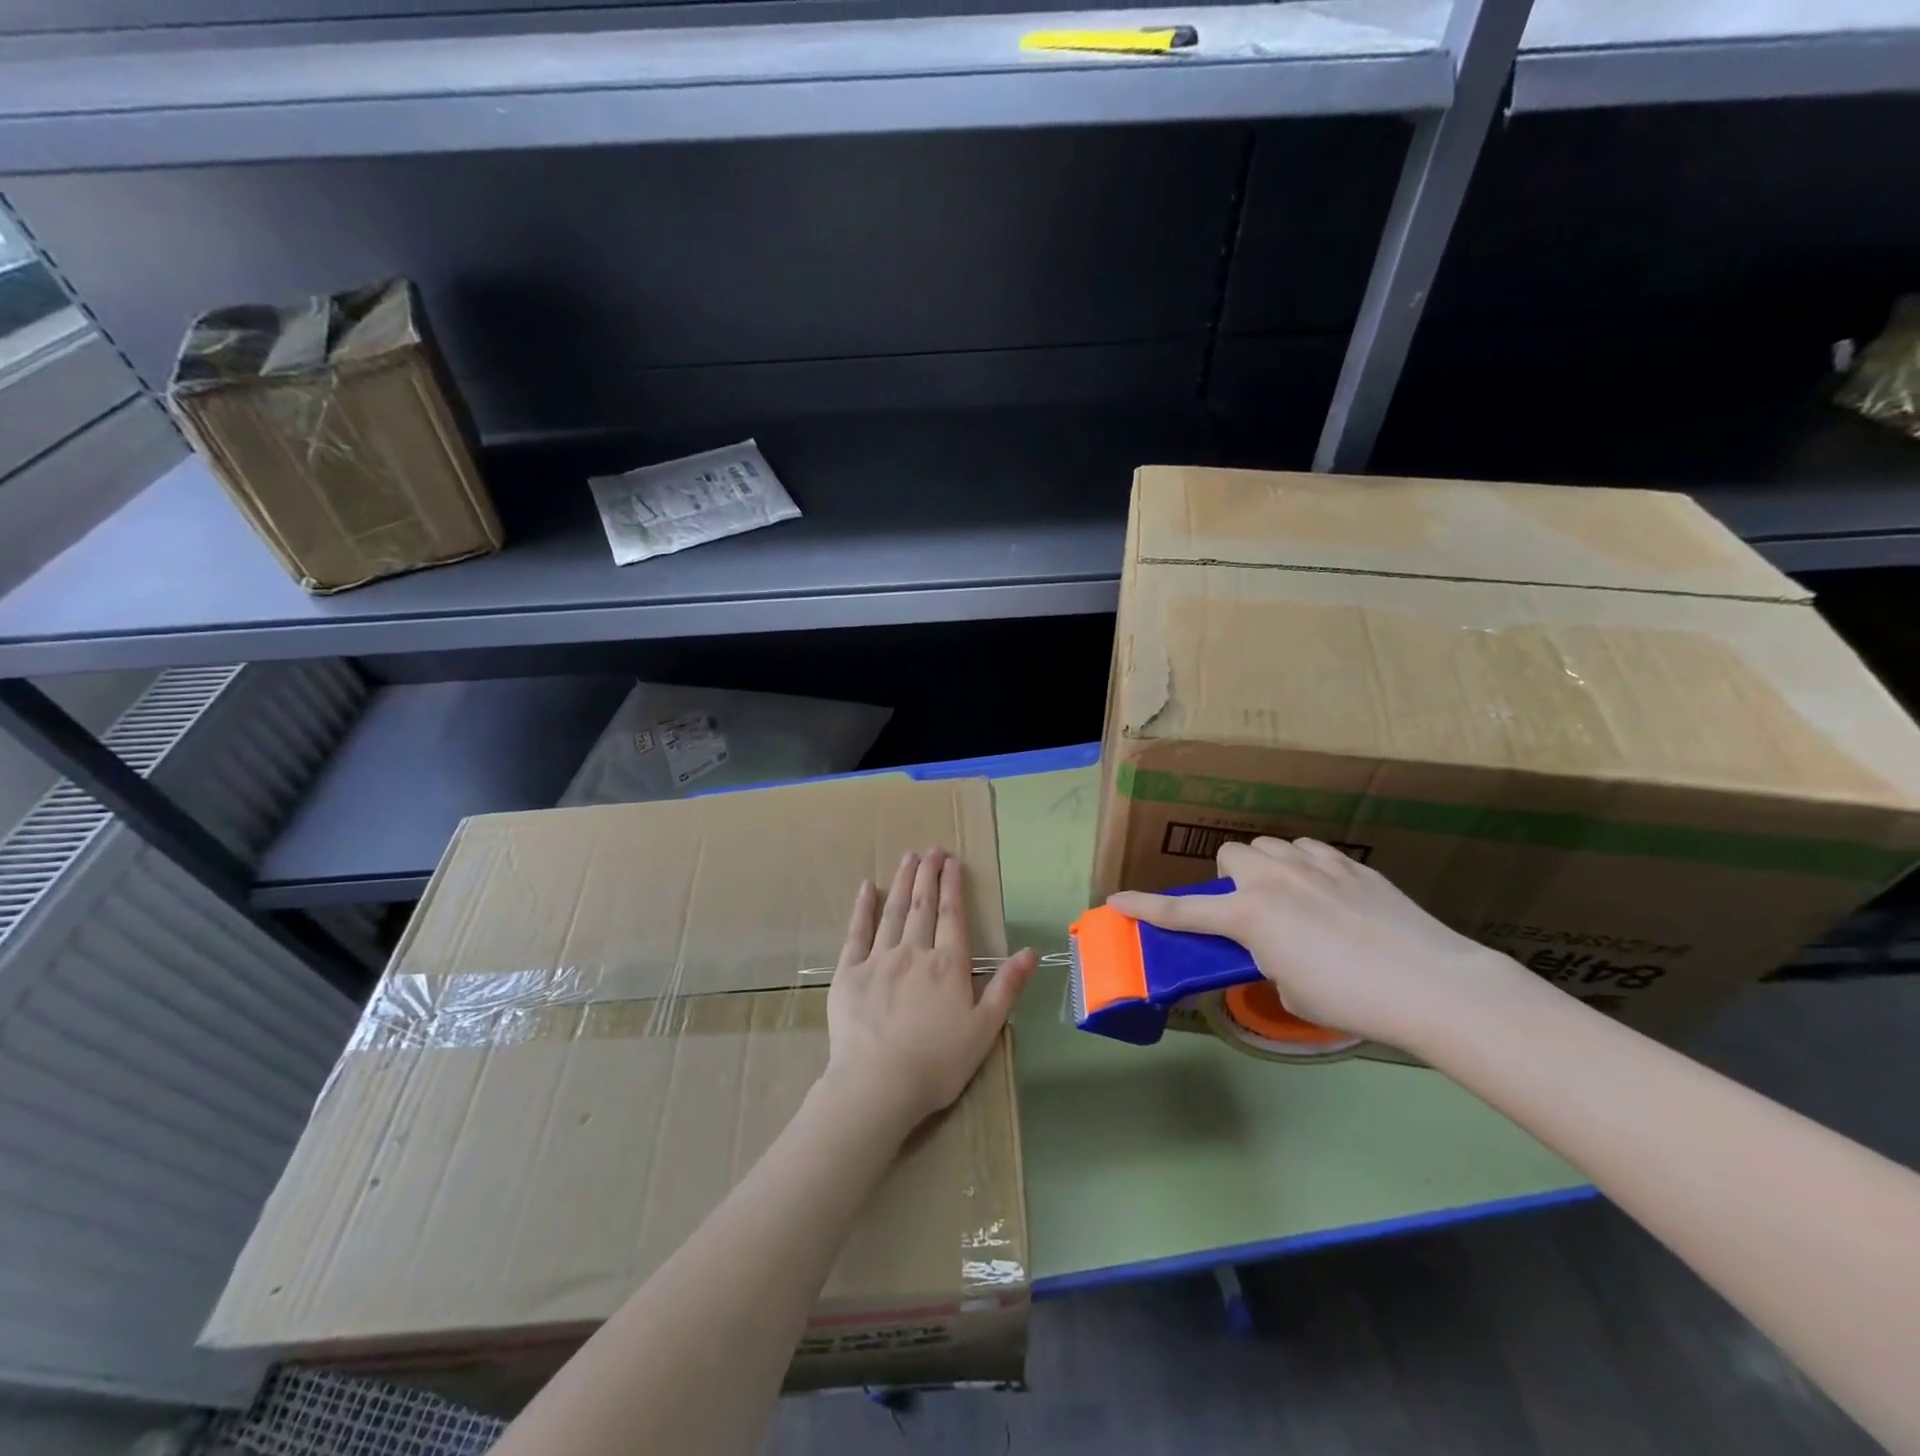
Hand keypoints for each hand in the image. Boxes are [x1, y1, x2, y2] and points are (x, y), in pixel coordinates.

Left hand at [825, 848, 1037, 1125]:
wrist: (878, 1085)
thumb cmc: (938, 1062)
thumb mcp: (985, 1029)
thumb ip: (1006, 987)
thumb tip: (1030, 951)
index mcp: (948, 965)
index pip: (953, 916)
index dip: (953, 886)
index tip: (952, 862)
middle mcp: (914, 952)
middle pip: (923, 906)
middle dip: (928, 875)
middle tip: (931, 850)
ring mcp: (879, 959)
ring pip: (893, 912)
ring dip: (902, 882)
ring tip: (908, 858)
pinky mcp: (849, 973)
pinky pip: (857, 932)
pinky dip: (863, 908)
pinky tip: (867, 888)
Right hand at [1107, 837, 1530, 1047]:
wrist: (1429, 983)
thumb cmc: (1350, 999)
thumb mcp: (1290, 990)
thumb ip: (1268, 960)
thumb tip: (1276, 950)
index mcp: (1248, 915)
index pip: (1181, 912)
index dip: (1144, 908)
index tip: (1115, 900)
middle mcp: (1271, 879)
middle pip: (1229, 854)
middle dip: (1230, 878)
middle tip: (1249, 909)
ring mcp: (1312, 864)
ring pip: (1269, 846)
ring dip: (1266, 867)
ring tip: (1290, 897)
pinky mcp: (1350, 864)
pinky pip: (1310, 850)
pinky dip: (1305, 865)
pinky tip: (1327, 891)